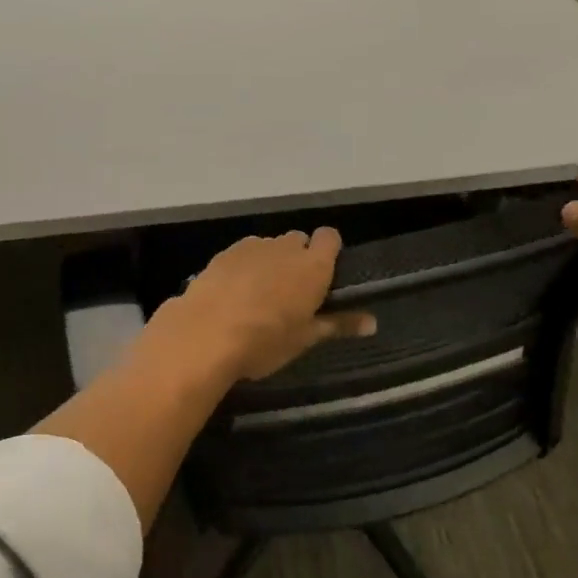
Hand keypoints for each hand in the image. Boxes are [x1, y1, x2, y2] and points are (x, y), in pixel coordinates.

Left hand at [148, 228, 377, 381]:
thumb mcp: (305, 338)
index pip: (330, 237)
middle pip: (298, 240)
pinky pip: (243, 253)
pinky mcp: (223, 254)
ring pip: (269, 246)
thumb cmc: (265, 340)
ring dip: (270, 262)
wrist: (204, 335)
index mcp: (313, 265)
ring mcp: (251, 247)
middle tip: (292, 292)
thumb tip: (373, 322)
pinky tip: (233, 293)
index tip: (324, 274)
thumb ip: (339, 324)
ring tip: (259, 295)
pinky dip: (244, 267)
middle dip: (298, 258)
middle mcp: (285, 247)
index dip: (329, 251)